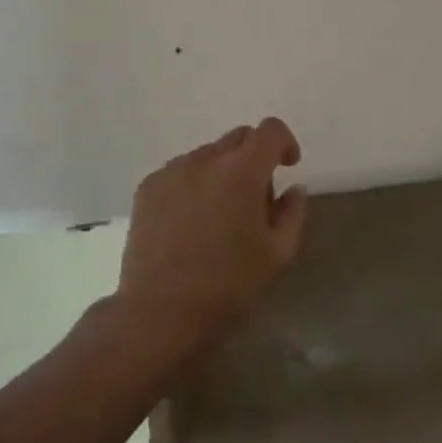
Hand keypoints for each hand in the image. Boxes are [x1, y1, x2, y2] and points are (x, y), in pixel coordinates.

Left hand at [115, 118, 307, 360]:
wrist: (159, 312)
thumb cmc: (227, 285)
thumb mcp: (278, 255)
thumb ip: (293, 213)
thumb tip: (293, 188)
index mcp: (243, 171)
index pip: (270, 130)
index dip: (284, 142)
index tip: (287, 166)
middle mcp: (206, 159)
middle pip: (239, 137)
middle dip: (254, 157)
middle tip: (254, 198)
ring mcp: (173, 170)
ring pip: (208, 154)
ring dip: (222, 171)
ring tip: (218, 213)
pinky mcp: (148, 186)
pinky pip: (180, 171)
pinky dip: (193, 183)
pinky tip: (189, 221)